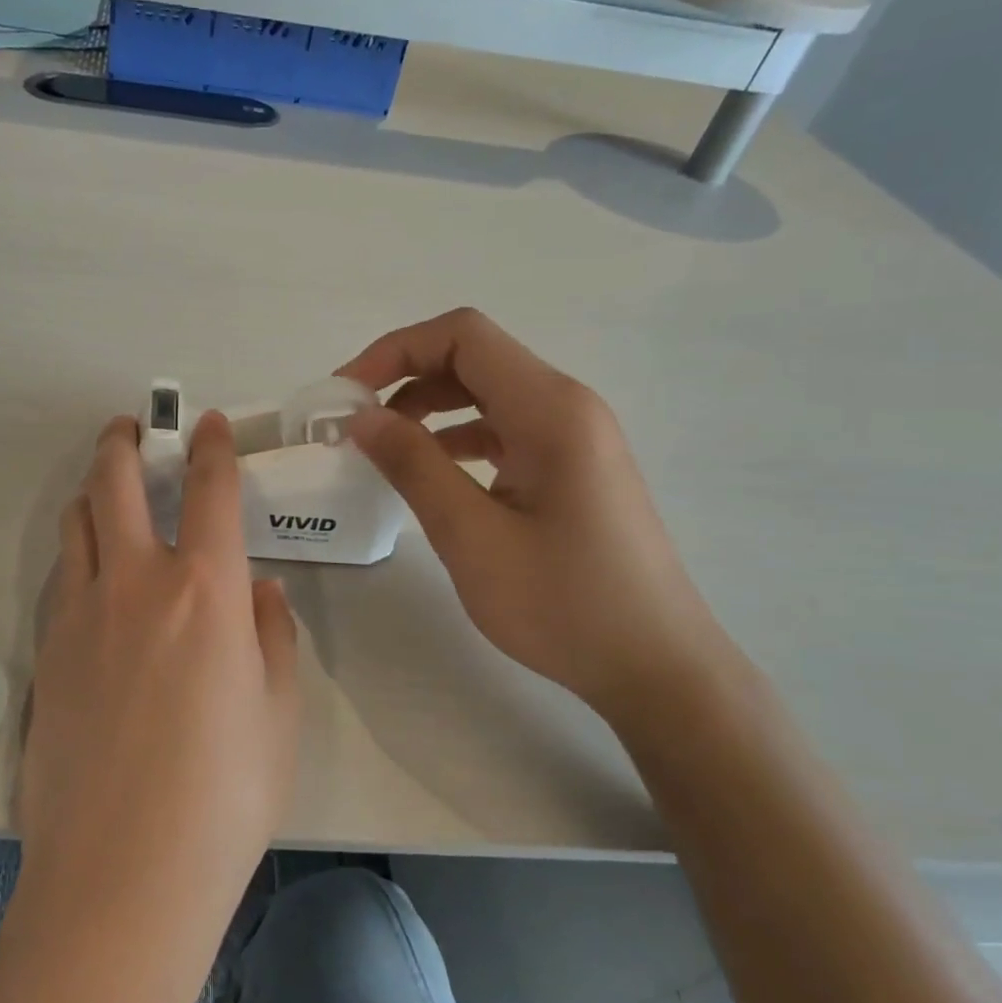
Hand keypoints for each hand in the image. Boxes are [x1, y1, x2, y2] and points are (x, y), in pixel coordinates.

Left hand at [17, 412, 300, 935]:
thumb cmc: (224, 797)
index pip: (211, 492)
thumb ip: (272, 636)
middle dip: (125, 443)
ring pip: (76, 524)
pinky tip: (91, 573)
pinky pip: (61, 577)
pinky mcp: (45, 653)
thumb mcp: (278, 713)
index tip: (210, 425)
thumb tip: (259, 592)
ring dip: (92, 492)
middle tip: (133, 429)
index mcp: (206, 592)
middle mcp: (136, 585)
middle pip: (116, 484)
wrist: (122, 875)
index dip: (212, 448)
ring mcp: (79, 616)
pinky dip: (77, 552)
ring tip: (108, 491)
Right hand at [338, 308, 734, 717]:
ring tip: (382, 450)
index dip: (395, 350)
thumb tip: (362, 416)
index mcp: (550, 409)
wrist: (654, 665)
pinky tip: (430, 474)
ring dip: (429, 409)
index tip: (347, 394)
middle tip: (354, 424)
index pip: (463, 336)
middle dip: (405, 377)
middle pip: (475, 358)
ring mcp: (575, 437)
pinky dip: (457, 438)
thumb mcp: (472, 536)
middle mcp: (567, 406)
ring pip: (488, 394)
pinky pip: (505, 430)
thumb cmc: (563, 603)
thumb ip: (414, 466)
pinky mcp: (572, 468)